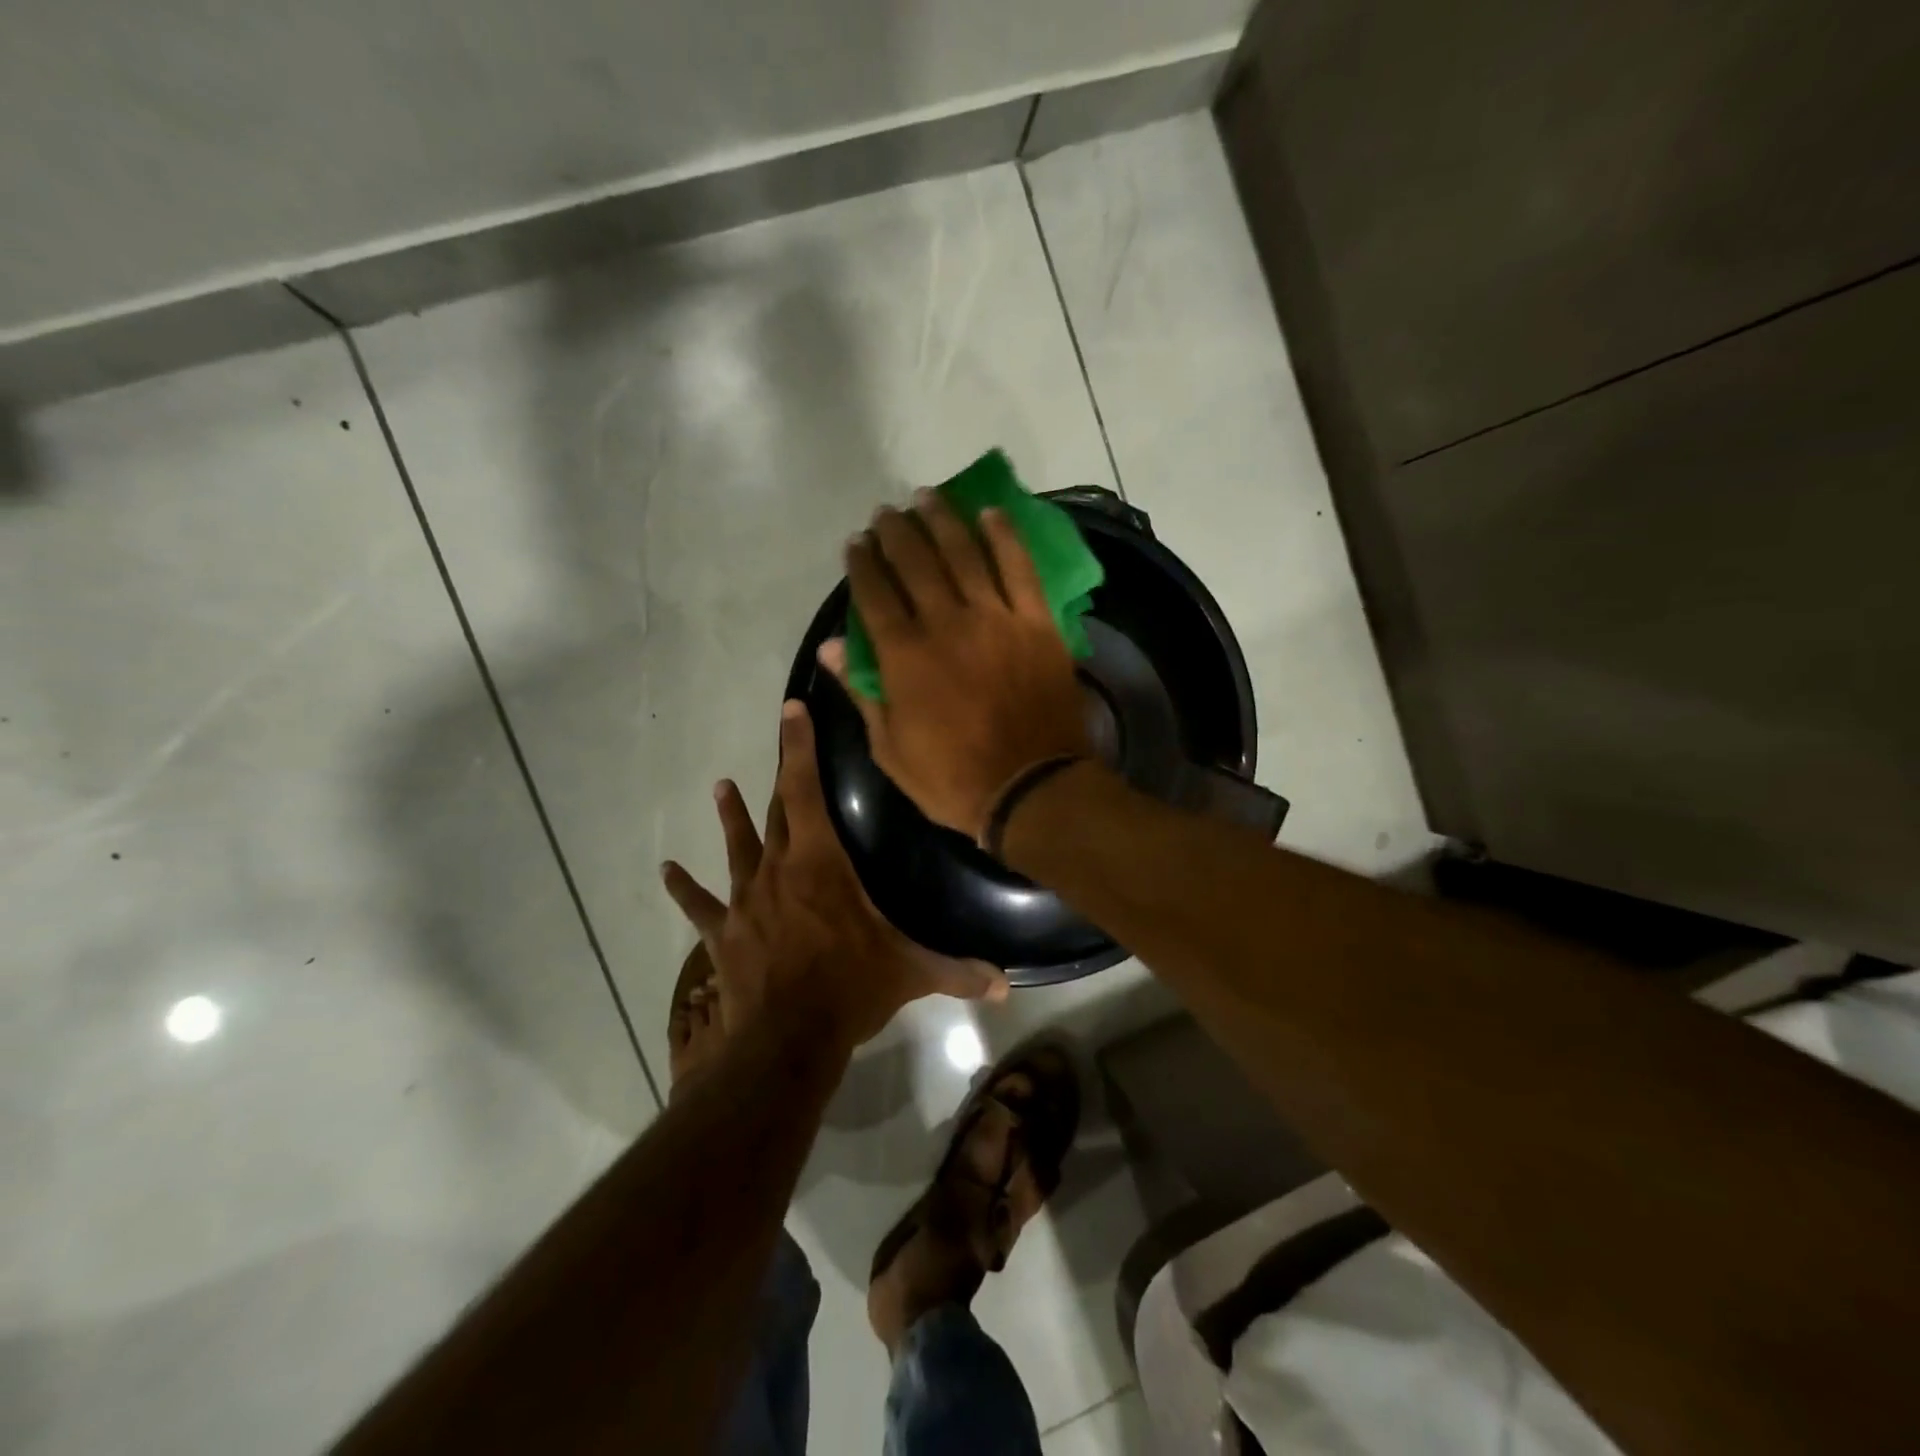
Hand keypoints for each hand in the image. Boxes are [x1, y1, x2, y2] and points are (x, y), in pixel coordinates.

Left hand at [661, 700, 1008, 1051]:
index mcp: (820, 863)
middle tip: (778, 741)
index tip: (791, 710)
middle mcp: (778, 869)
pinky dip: (683, 888)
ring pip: (738, 847)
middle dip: (780, 775)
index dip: (799, 748)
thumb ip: (958, 972)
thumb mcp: (911, 974)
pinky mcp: (723, 934)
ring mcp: (746, 900)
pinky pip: (699, 906)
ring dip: (731, 817)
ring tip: (720, 787)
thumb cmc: (850, 989)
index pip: (806, 791)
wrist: (785, 1040)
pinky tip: (666, 871)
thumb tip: (1007, 988)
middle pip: (777, 812)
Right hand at [819, 491, 1090, 840]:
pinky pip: (1019, 567)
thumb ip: (862, 693)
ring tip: (926, 498)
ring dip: (941, 520)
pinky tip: (990, 514)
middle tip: (886, 514)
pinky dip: (1004, 536)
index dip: (862, 563)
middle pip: (915, 562)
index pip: (875, 594)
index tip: (855, 544)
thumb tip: (831, 648)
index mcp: (905, 656)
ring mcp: (995, 617)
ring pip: (963, 553)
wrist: (1032, 788)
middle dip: (895, 532)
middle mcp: (946, 623)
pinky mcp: (1036, 622)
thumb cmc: (953, 779)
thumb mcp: (891, 749)